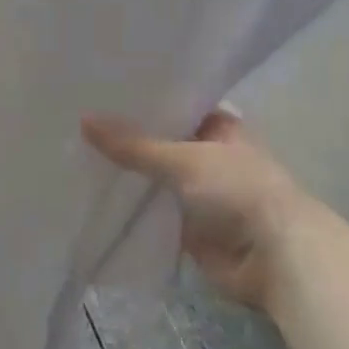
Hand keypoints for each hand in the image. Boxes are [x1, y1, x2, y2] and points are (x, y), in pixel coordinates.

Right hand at [82, 108, 307, 312]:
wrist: (274, 256)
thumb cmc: (237, 190)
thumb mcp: (183, 159)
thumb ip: (133, 145)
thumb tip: (84, 120)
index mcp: (219, 128)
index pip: (174, 106)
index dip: (142, 101)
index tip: (100, 92)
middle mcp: (208, 156)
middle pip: (160, 144)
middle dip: (127, 140)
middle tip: (76, 123)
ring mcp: (198, 194)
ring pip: (154, 180)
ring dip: (126, 176)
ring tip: (74, 156)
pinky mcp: (187, 228)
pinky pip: (152, 214)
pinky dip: (129, 210)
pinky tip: (91, 197)